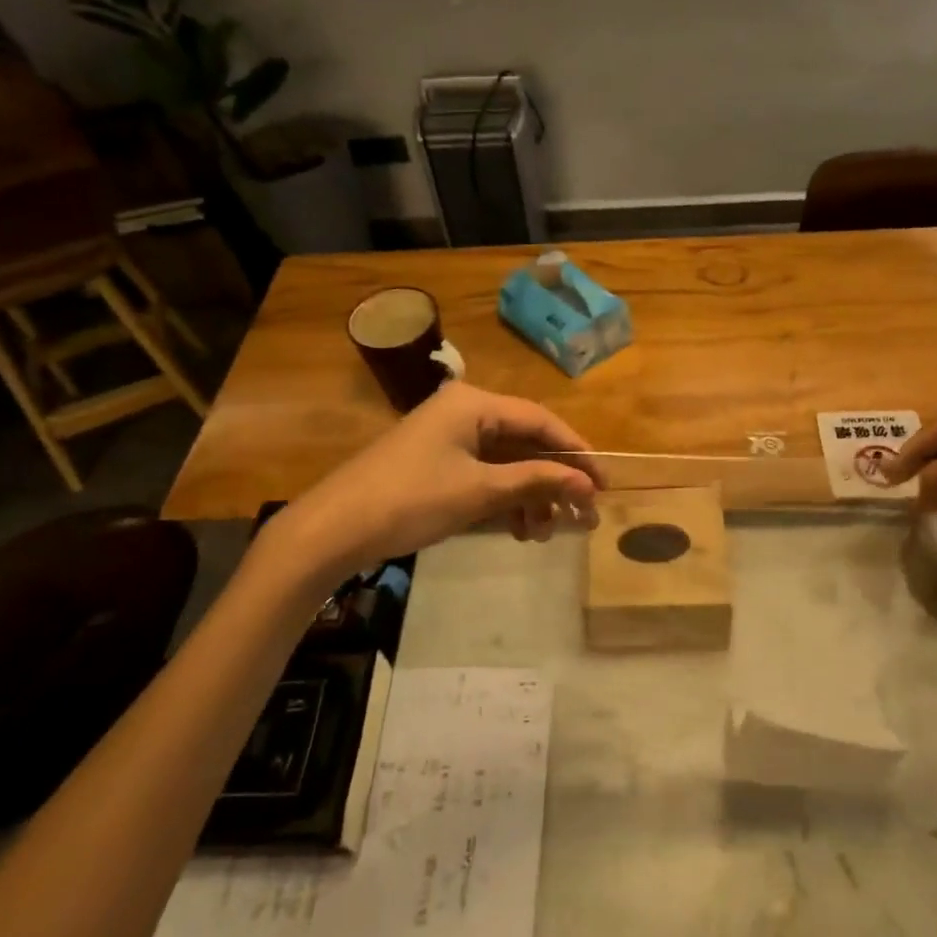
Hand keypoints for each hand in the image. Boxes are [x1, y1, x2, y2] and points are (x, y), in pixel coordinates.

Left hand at [275, 384, 602, 576]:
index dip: (575, 451)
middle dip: (553, 482)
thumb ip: (537, 481)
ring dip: (530, 496)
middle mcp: (464, 412)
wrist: (334, 529)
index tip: (602, 483)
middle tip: (581, 516)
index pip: (540, 420)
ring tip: (544, 533)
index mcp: (474, 403)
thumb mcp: (480, 491)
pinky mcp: (437, 463)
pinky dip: (505, 500)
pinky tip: (519, 529)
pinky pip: (485, 475)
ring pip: (506, 463)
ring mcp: (448, 438)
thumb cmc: (412, 500)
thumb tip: (588, 485)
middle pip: (525, 443)